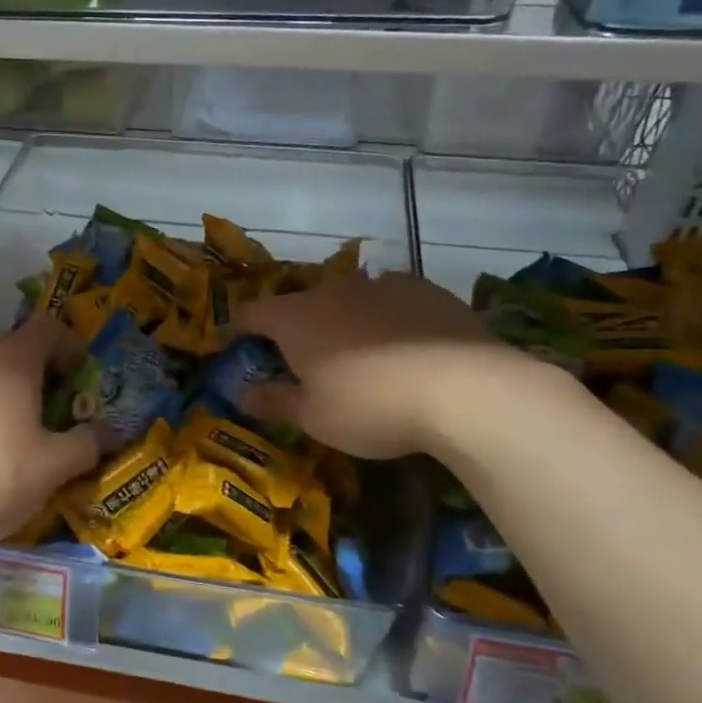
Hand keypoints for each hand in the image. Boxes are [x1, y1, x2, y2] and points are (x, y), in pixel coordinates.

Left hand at [0, 316, 98, 551]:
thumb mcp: (53, 467)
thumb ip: (88, 443)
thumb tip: (109, 432)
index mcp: (10, 361)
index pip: (48, 327)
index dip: (71, 346)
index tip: (81, 379)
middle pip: (16, 348)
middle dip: (42, 373)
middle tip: (55, 412)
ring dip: (8, 392)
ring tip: (17, 434)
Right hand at [235, 271, 521, 458]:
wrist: (465, 388)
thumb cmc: (371, 407)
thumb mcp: (313, 418)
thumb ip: (272, 401)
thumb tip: (240, 394)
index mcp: (296, 318)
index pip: (252, 314)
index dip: (238, 330)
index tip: (236, 347)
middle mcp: (333, 290)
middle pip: (301, 304)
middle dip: (294, 328)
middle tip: (302, 361)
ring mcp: (382, 284)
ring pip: (348, 299)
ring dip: (342, 321)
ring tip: (358, 355)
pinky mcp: (425, 289)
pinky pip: (390, 300)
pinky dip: (384, 319)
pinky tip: (403, 347)